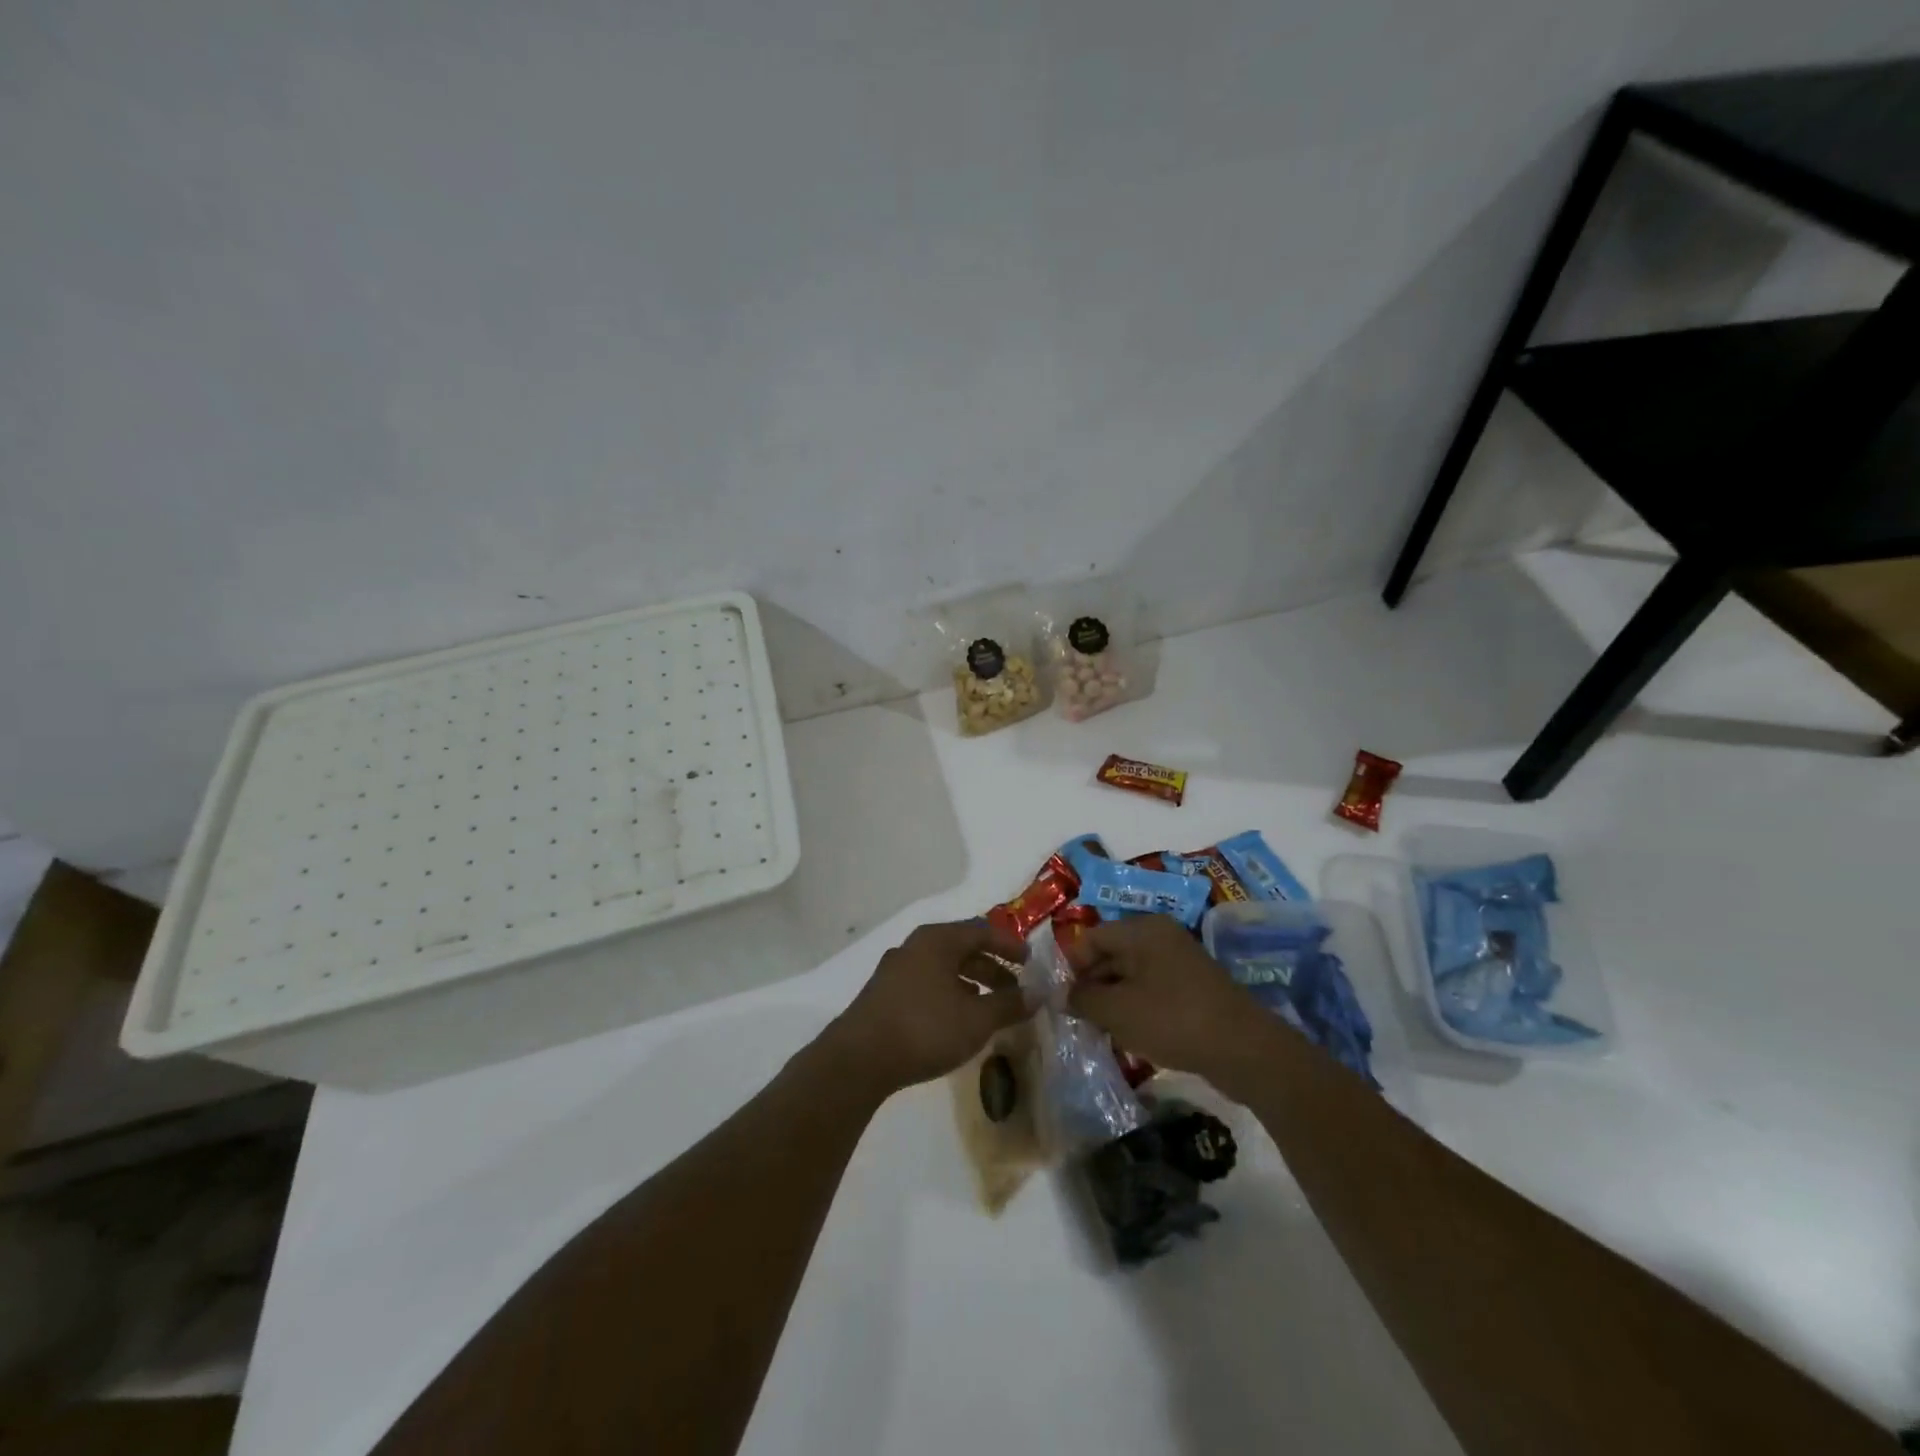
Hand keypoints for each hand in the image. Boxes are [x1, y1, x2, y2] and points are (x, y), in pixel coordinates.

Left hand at [825, 920, 1032, 1095]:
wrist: (859, 1058)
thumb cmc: (925, 1028)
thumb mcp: (976, 1019)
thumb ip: (1009, 1004)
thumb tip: (1038, 993)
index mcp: (938, 940)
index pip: (982, 931)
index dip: (1009, 945)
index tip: (1030, 962)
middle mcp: (915, 946)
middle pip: (962, 948)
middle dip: (992, 967)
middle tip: (1015, 990)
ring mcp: (895, 969)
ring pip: (943, 968)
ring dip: (971, 983)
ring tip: (990, 1007)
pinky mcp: (884, 993)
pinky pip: (927, 983)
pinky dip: (950, 994)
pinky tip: (957, 1019)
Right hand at [1061, 915, 1270, 1091]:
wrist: (1244, 1050)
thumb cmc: (1173, 1020)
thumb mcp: (1118, 1011)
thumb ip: (1083, 1000)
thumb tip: (1061, 995)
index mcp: (1141, 930)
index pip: (1091, 938)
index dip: (1072, 967)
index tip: (1063, 1001)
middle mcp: (1160, 936)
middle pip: (1111, 954)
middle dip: (1092, 985)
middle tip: (1079, 1019)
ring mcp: (1179, 961)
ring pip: (1130, 974)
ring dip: (1113, 1000)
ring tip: (1103, 1031)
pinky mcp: (1192, 986)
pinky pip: (1152, 989)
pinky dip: (1137, 1008)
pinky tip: (1132, 1035)